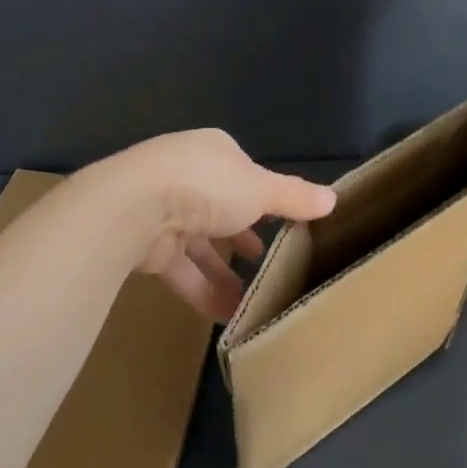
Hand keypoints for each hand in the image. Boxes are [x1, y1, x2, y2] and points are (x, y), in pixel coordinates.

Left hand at [95, 130, 336, 321]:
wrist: (133, 208)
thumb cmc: (206, 186)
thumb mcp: (261, 189)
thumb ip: (294, 197)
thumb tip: (333, 199)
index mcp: (213, 153)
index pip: (244, 174)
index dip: (265, 198)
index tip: (286, 224)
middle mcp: (186, 176)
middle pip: (222, 209)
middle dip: (244, 236)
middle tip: (269, 260)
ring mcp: (163, 210)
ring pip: (201, 244)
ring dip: (226, 272)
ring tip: (255, 299)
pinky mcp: (147, 245)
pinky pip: (183, 270)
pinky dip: (204, 291)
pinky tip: (229, 315)